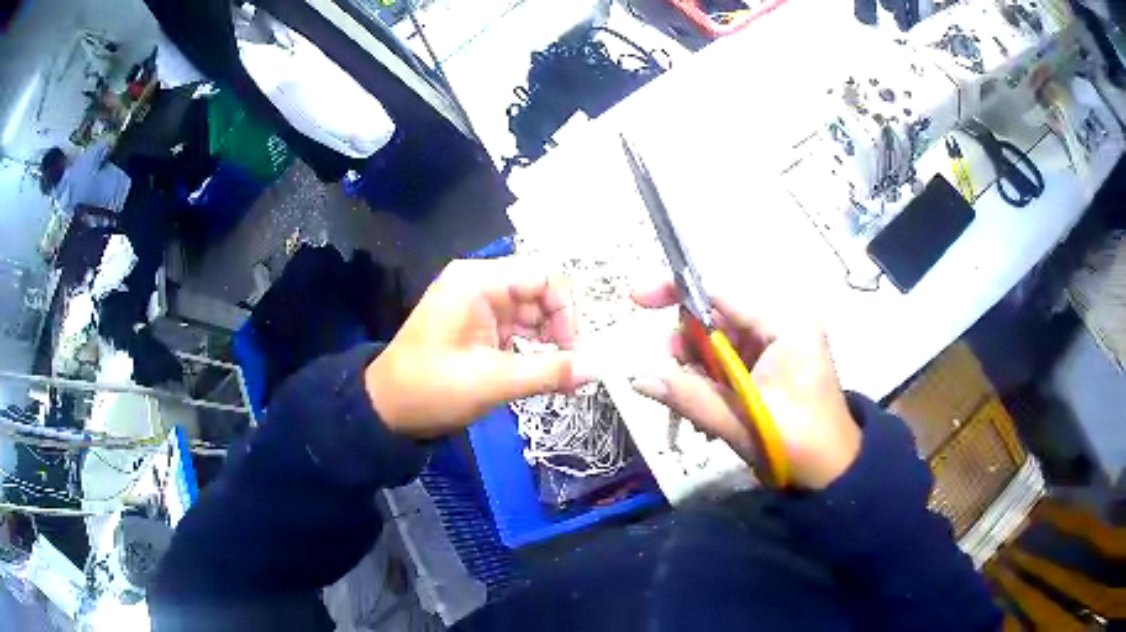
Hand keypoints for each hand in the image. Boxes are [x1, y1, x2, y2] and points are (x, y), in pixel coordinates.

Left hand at [366, 259, 592, 438]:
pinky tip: (543, 371)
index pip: (544, 275)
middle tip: (569, 366)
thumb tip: (598, 369)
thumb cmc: (432, 389)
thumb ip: (549, 372)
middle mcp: (481, 282)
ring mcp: (479, 302)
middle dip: (560, 326)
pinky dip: (534, 346)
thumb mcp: (493, 382)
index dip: (567, 310)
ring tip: (559, 374)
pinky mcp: (479, 323)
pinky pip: (519, 325)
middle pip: (541, 290)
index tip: (571, 350)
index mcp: (479, 281)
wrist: (387, 409)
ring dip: (550, 338)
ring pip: (533, 309)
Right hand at [629, 281, 860, 489]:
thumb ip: (690, 397)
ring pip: (719, 341)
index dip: (676, 292)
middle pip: (717, 318)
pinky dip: (713, 381)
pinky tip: (711, 410)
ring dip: (699, 371)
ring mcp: (779, 343)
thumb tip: (638, 378)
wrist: (834, 473)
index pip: (721, 293)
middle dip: (688, 347)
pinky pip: (731, 360)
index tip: (637, 299)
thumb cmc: (799, 444)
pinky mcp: (774, 363)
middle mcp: (782, 324)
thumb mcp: (742, 421)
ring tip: (698, 409)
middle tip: (676, 381)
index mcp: (785, 325)